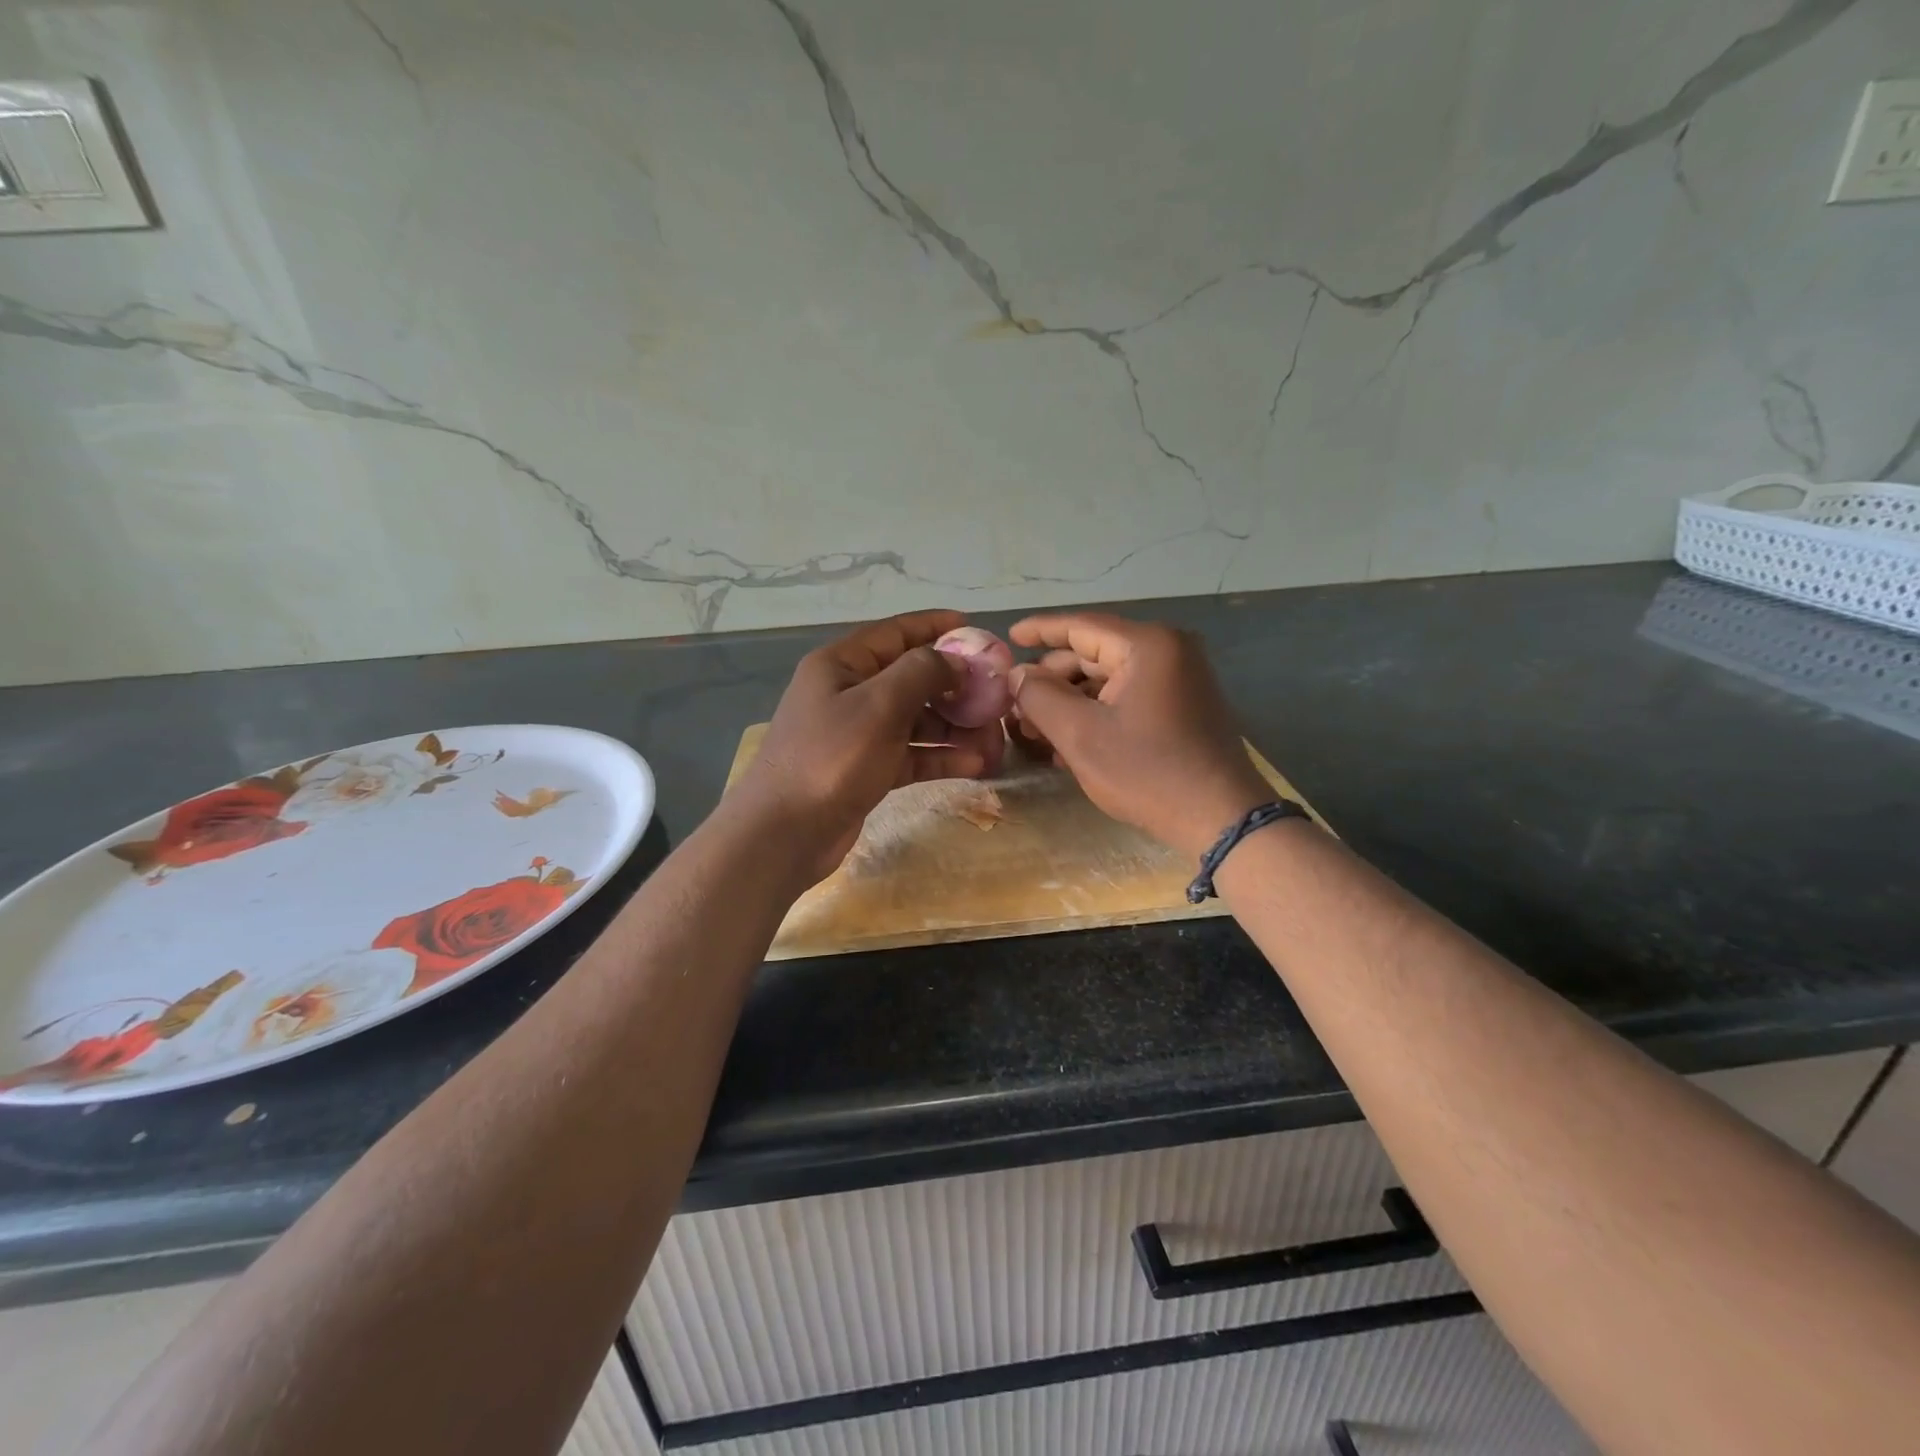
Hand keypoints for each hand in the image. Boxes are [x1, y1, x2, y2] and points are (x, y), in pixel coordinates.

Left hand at [730, 610, 1005, 883]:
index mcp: (842, 664)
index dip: (937, 627)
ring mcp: (858, 733)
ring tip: (995, 739)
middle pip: (912, 678)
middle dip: (956, 687)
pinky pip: (911, 753)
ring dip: (955, 726)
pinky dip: (940, 756)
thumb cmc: (831, 758)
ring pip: (916, 719)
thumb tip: (955, 660)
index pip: (896, 632)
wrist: (784, 833)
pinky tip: (976, 764)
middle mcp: (849, 692)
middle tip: (996, 697)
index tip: (978, 630)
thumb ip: (921, 672)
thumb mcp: (879, 705)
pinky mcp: (867, 769)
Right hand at [1007, 613, 1272, 857]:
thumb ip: (1039, 697)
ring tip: (1034, 730)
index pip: (1080, 626)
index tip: (1006, 638)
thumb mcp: (1080, 735)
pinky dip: (1096, 713)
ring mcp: (1179, 679)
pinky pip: (1127, 698)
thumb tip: (1017, 675)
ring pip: (1108, 680)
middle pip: (1093, 654)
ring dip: (1070, 702)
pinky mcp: (1182, 706)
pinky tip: (1067, 742)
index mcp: (1147, 645)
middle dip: (1051, 680)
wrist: (1221, 819)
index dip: (1039, 630)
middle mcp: (1168, 651)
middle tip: (1015, 706)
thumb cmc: (1147, 772)